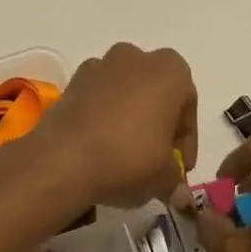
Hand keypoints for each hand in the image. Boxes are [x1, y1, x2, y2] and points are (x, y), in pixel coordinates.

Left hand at [28, 43, 198, 209]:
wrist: (63, 160)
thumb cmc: (128, 158)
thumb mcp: (163, 177)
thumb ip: (175, 180)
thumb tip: (179, 194)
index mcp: (170, 71)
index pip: (188, 106)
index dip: (186, 141)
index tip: (179, 167)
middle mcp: (136, 57)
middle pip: (156, 93)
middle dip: (159, 123)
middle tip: (157, 158)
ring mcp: (100, 65)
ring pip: (126, 93)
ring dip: (130, 117)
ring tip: (126, 153)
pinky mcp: (72, 81)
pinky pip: (99, 99)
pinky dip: (104, 117)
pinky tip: (101, 146)